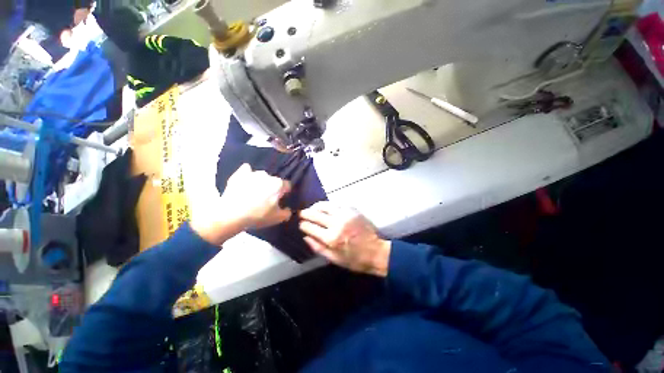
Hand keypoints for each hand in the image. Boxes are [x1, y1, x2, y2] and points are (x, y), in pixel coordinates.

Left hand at [192, 164, 291, 244]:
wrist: (231, 215)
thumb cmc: (258, 216)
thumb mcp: (277, 218)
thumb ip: (287, 213)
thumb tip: (288, 209)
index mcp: (278, 185)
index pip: (287, 185)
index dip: (285, 193)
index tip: (280, 200)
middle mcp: (267, 175)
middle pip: (274, 181)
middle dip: (272, 188)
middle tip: (266, 199)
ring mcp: (252, 173)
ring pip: (261, 176)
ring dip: (260, 182)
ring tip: (254, 193)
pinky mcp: (239, 174)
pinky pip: (246, 170)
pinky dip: (247, 174)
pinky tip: (245, 181)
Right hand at [299, 202, 390, 276]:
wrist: (376, 251)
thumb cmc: (355, 259)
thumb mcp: (334, 259)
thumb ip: (318, 248)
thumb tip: (305, 237)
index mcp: (331, 238)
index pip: (311, 227)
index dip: (303, 225)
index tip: (300, 224)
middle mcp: (337, 224)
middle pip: (316, 214)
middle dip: (306, 213)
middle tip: (301, 213)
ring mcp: (345, 215)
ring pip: (325, 205)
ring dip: (316, 206)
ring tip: (312, 208)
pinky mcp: (352, 210)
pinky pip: (336, 204)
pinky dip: (328, 205)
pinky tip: (326, 208)